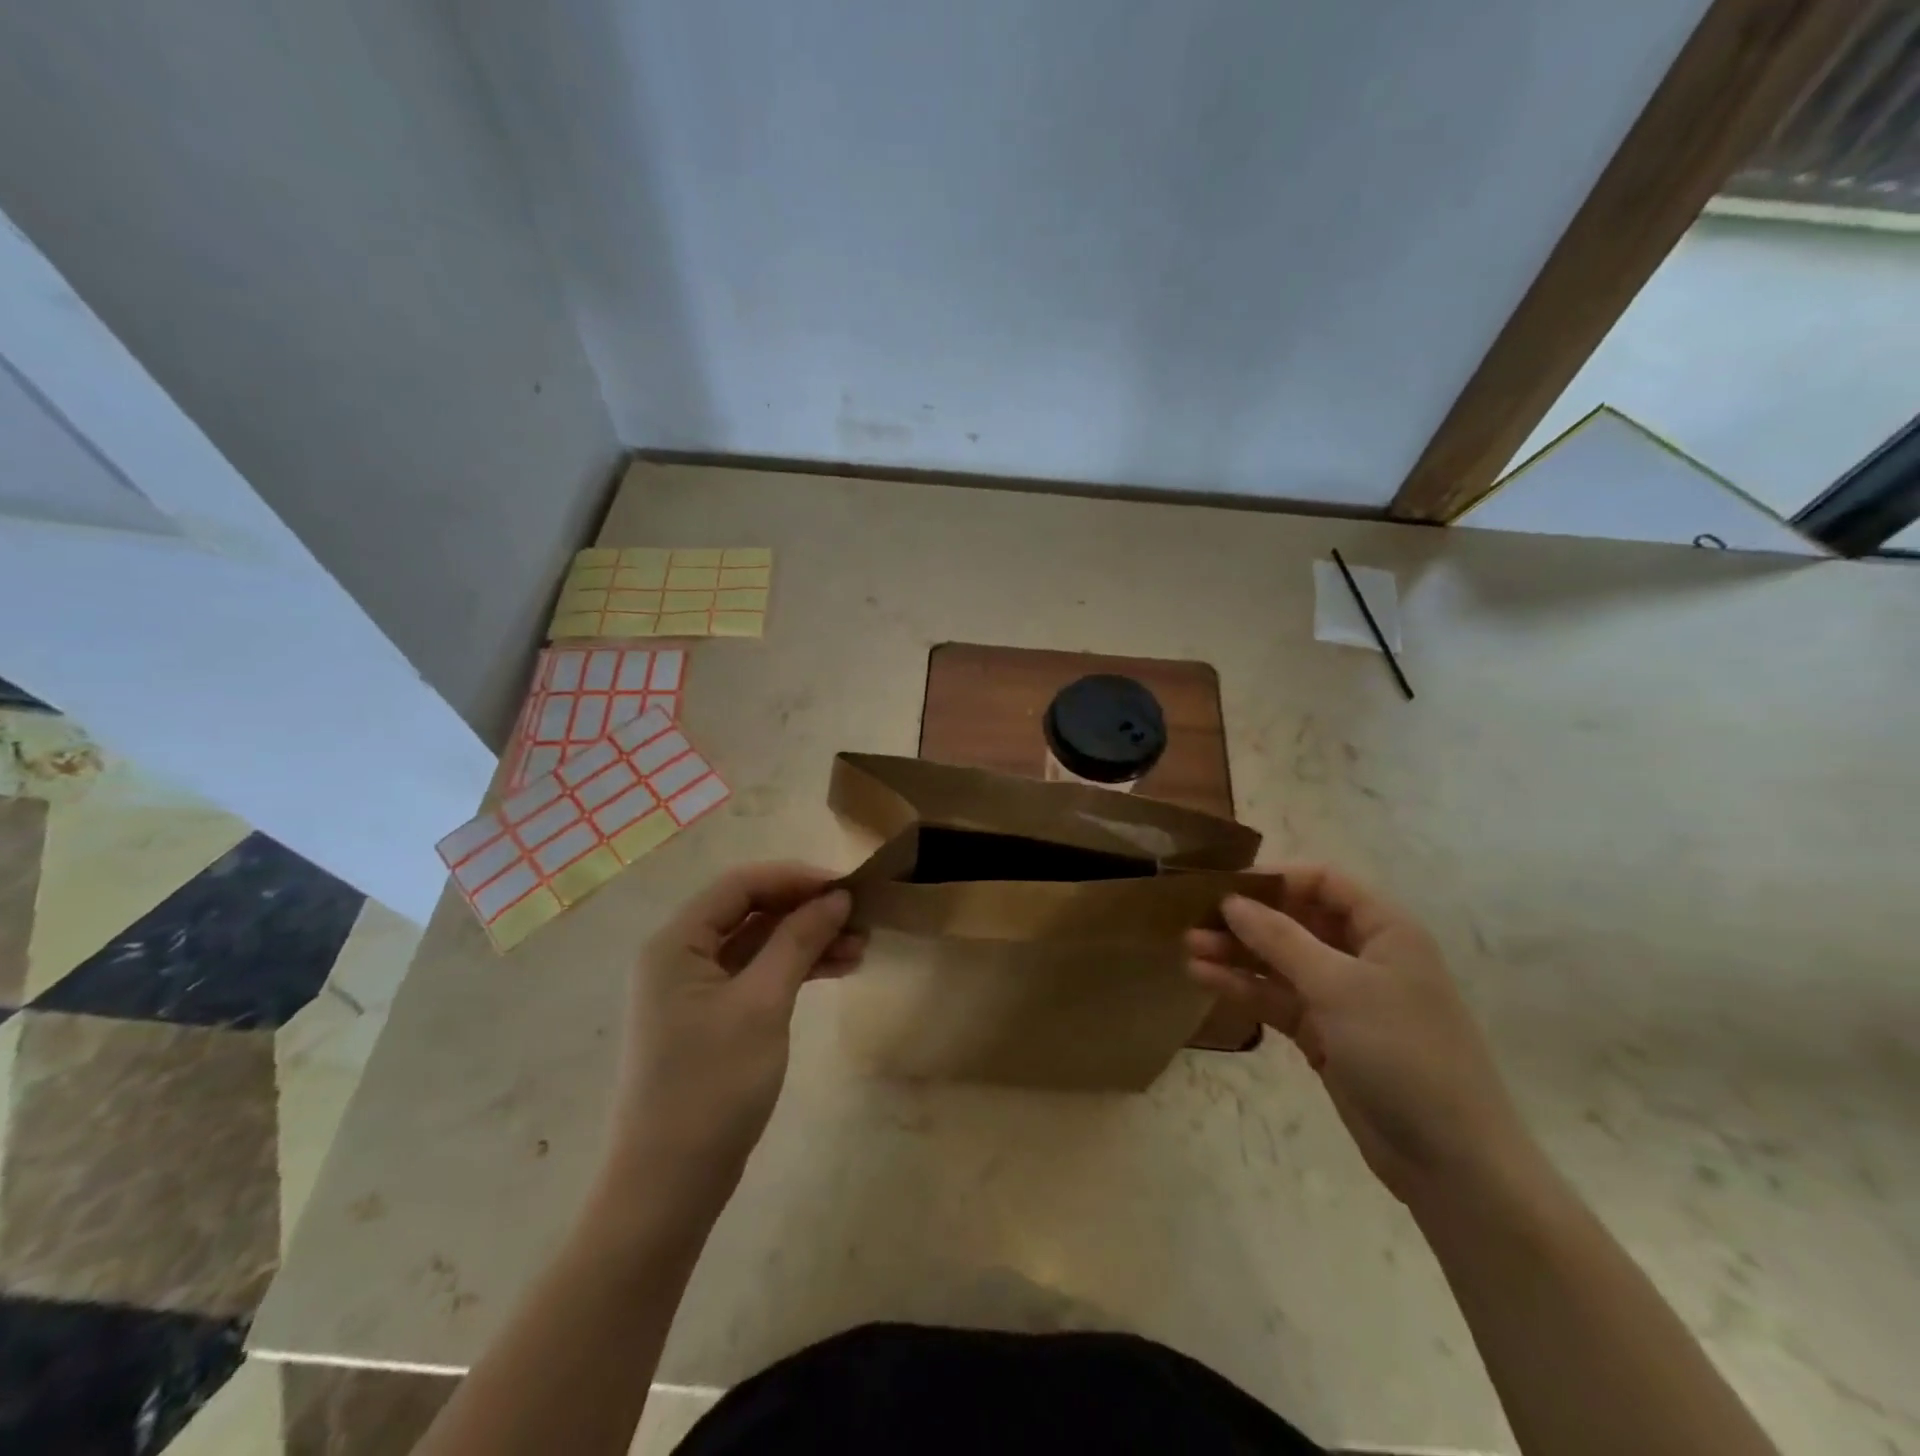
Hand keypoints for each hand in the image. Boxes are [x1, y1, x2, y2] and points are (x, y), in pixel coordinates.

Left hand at [603, 863, 863, 1209]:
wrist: (668, 1187)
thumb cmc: (712, 1086)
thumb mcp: (763, 1005)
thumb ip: (798, 941)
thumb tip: (836, 897)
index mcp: (677, 943)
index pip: (741, 885)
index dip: (796, 878)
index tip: (847, 887)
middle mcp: (680, 956)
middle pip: (751, 912)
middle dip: (806, 911)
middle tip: (861, 919)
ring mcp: (695, 990)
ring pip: (759, 945)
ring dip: (807, 941)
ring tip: (860, 948)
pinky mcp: (711, 1019)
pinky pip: (757, 976)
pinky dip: (794, 970)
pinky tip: (837, 971)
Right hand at [1186, 863, 1534, 1208]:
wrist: (1452, 1162)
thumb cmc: (1403, 1053)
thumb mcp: (1339, 986)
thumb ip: (1281, 939)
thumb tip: (1232, 901)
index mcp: (1384, 930)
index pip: (1324, 882)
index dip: (1275, 878)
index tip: (1225, 885)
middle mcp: (1362, 955)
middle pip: (1295, 920)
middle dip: (1246, 918)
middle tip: (1194, 917)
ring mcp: (1341, 997)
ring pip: (1280, 961)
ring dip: (1237, 953)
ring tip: (1188, 947)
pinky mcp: (1323, 1034)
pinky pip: (1276, 998)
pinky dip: (1243, 988)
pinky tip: (1203, 978)